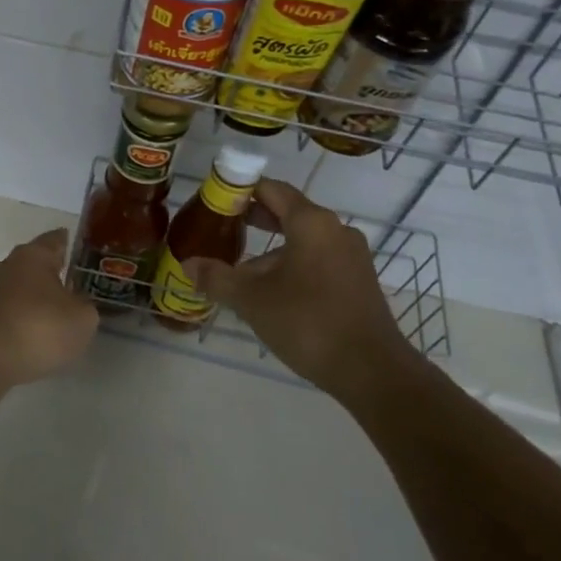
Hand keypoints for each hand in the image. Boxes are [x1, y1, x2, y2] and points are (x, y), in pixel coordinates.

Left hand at [0, 228, 98, 387]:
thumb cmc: (37, 328)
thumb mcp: (81, 320)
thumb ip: (85, 307)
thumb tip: (77, 304)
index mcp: (33, 256)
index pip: (55, 239)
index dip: (69, 243)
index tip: (80, 249)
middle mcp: (6, 266)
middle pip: (32, 265)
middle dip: (50, 275)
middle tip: (72, 289)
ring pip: (16, 291)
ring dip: (31, 301)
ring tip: (51, 320)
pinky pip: (4, 315)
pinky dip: (17, 323)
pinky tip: (28, 340)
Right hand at [183, 180, 414, 397]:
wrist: (372, 370)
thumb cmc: (308, 322)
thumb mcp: (252, 300)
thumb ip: (217, 278)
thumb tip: (188, 265)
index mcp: (311, 222)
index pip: (271, 189)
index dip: (241, 190)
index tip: (216, 201)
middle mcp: (335, 230)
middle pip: (289, 212)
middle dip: (255, 219)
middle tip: (222, 229)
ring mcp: (351, 256)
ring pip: (303, 240)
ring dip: (272, 250)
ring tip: (242, 271)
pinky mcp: (358, 281)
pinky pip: (319, 260)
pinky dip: (293, 265)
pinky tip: (273, 293)